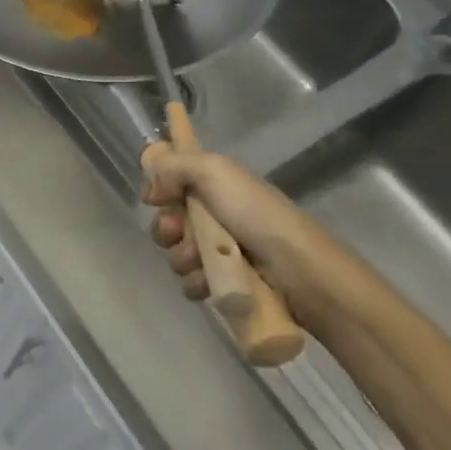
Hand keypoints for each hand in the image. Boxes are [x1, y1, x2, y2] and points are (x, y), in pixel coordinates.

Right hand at [140, 146, 304, 303]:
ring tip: (201, 261)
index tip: (156, 197)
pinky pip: (191, 282)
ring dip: (182, 257)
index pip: (173, 181)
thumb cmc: (256, 214)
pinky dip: (196, 282)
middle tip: (178, 232)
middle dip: (166, 228)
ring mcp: (220, 250)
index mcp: (215, 184)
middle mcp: (215, 214)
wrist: (299, 270)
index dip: (160, 189)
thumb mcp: (214, 171)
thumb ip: (174, 166)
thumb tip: (151, 189)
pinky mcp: (225, 282)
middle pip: (168, 219)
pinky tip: (208, 283)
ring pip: (176, 253)